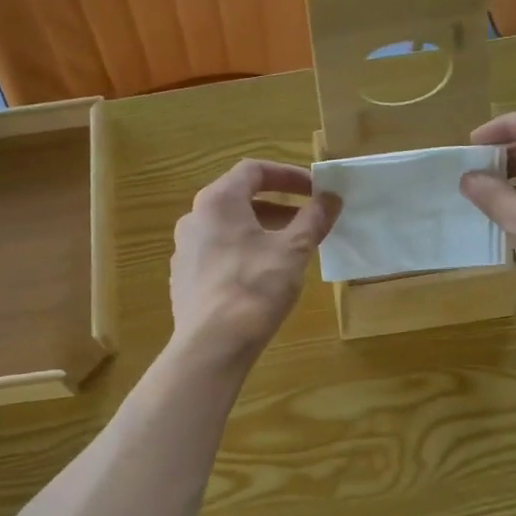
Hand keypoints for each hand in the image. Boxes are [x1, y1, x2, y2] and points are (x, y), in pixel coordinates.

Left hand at [170, 160, 339, 362]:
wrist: (212, 344)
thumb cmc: (255, 288)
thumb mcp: (293, 250)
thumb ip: (313, 219)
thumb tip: (331, 197)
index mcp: (217, 201)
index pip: (254, 171)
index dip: (288, 175)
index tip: (315, 190)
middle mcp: (194, 218)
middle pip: (239, 199)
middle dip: (277, 206)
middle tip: (307, 220)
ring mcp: (184, 250)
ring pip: (228, 229)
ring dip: (260, 231)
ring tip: (289, 250)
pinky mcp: (183, 279)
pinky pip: (217, 254)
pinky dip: (242, 253)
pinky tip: (262, 277)